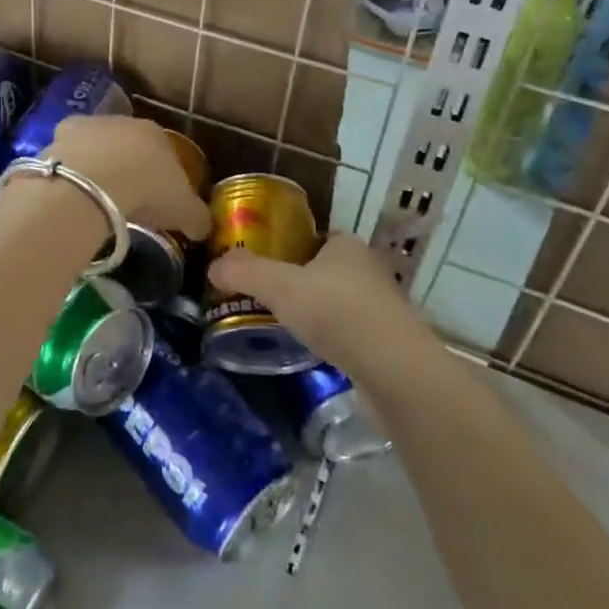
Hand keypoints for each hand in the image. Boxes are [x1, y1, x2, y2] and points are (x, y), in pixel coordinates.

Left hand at [45, 116, 211, 240]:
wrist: (94, 181)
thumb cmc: (148, 189)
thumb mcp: (184, 210)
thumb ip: (197, 217)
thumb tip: (203, 227)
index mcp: (155, 132)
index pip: (162, 151)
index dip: (161, 176)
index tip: (158, 200)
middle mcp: (120, 121)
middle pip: (125, 145)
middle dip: (125, 168)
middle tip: (125, 201)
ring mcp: (86, 126)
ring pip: (93, 148)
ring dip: (94, 168)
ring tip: (94, 201)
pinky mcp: (56, 138)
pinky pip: (66, 159)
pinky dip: (68, 174)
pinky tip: (69, 196)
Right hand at [208, 232, 417, 369]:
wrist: (395, 370)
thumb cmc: (337, 313)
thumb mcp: (280, 287)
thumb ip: (245, 273)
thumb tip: (213, 266)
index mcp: (347, 244)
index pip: (313, 238)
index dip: (287, 249)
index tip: (263, 267)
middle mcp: (368, 268)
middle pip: (324, 269)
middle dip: (299, 282)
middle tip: (266, 298)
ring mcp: (381, 305)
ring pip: (338, 300)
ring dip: (317, 311)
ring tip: (284, 325)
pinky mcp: (387, 339)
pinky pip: (350, 329)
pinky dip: (332, 336)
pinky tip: (314, 349)